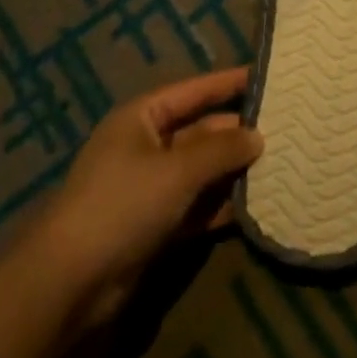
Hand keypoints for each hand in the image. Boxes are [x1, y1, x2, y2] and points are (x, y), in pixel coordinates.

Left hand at [24, 67, 261, 326]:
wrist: (71, 282)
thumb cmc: (122, 204)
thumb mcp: (177, 170)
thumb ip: (221, 150)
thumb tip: (257, 136)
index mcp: (142, 117)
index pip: (193, 90)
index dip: (228, 82)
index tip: (266, 76)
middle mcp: (146, 145)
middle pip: (200, 131)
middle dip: (237, 133)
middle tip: (285, 130)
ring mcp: (149, 187)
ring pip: (200, 171)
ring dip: (233, 171)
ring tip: (280, 166)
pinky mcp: (154, 225)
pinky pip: (195, 206)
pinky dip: (221, 206)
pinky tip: (256, 206)